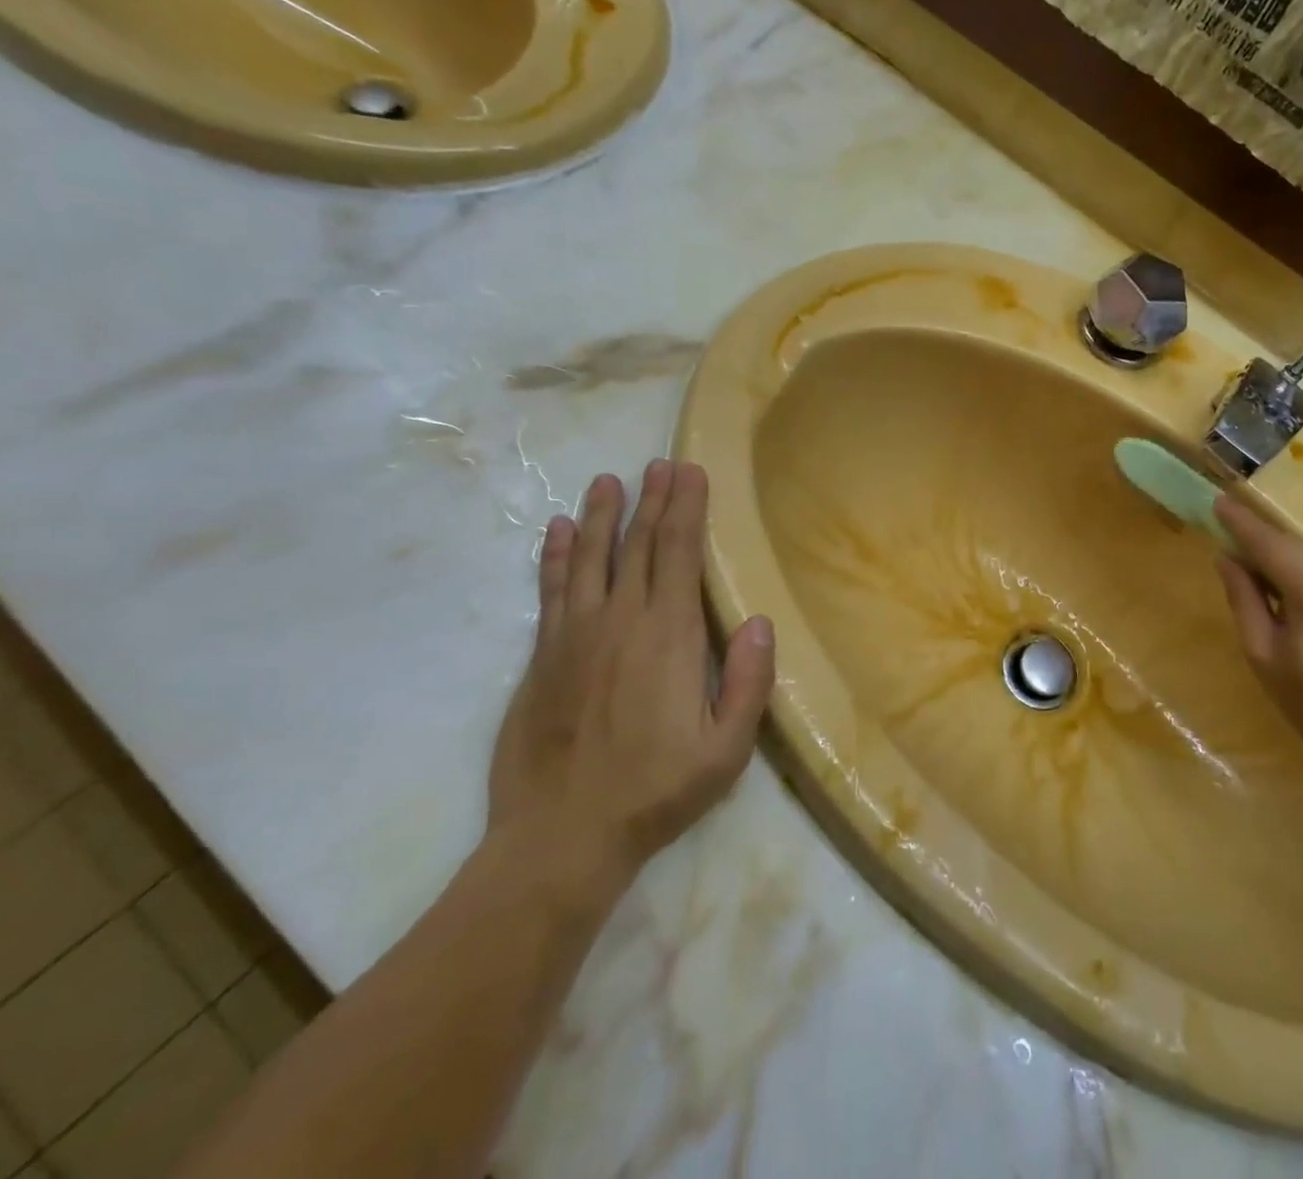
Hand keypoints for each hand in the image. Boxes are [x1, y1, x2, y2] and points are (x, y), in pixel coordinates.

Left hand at [486, 460, 774, 903]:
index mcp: (668, 636)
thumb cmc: (654, 792)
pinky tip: (560, 530)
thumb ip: (746, 684)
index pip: (678, 554)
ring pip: (591, 558)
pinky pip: (551, 591)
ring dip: (604, 515)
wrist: (560, 838)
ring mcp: (574, 635)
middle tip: (662, 463)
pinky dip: (557, 556)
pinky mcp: (543, 656)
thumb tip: (758, 622)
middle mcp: (620, 621)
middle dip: (653, 500)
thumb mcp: (725, 751)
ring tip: (610, 480)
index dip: (686, 509)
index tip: (690, 472)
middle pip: (638, 545)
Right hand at [1213, 492, 1302, 789]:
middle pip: (1296, 546)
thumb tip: (1227, 558)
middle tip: (1237, 552)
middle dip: (1266, 545)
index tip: (1219, 501)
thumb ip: (1243, 598)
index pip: (1267, 542)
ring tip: (1274, 586)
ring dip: (1294, 564)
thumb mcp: (1263, 653)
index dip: (1240, 522)